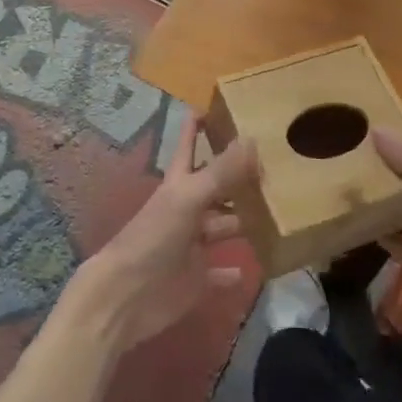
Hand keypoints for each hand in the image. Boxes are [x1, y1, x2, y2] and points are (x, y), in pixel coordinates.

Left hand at [68, 117, 256, 352]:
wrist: (124, 297)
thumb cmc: (153, 237)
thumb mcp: (188, 199)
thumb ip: (221, 172)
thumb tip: (253, 137)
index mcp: (179, 184)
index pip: (189, 144)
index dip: (199, 124)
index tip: (222, 104)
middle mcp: (187, 210)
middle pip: (215, 187)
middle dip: (237, 176)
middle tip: (273, 162)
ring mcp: (191, 246)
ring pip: (223, 226)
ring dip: (243, 221)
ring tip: (277, 211)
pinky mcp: (195, 279)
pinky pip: (219, 273)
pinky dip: (233, 271)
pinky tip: (254, 269)